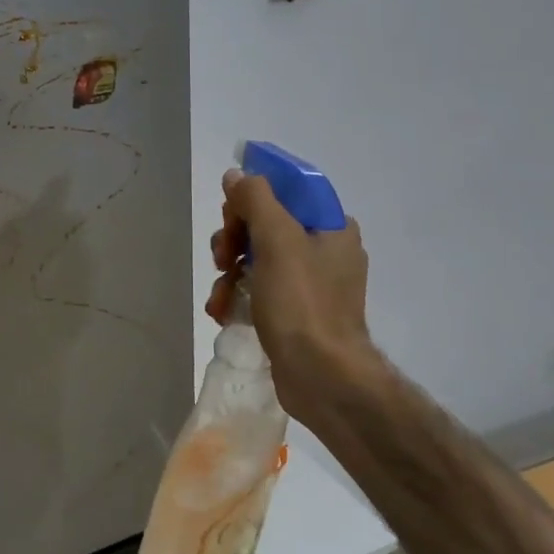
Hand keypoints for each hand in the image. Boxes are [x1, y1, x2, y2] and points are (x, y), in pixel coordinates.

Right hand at [207, 168, 376, 424]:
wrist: (322, 377)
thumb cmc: (302, 302)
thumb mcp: (277, 239)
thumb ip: (256, 199)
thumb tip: (237, 175)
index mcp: (332, 227)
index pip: (288, 190)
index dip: (254, 195)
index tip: (231, 211)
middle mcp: (325, 251)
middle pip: (266, 224)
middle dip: (234, 239)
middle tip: (222, 257)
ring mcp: (310, 285)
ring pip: (256, 258)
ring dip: (230, 272)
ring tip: (221, 295)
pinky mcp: (295, 313)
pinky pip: (259, 290)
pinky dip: (239, 297)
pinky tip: (224, 311)